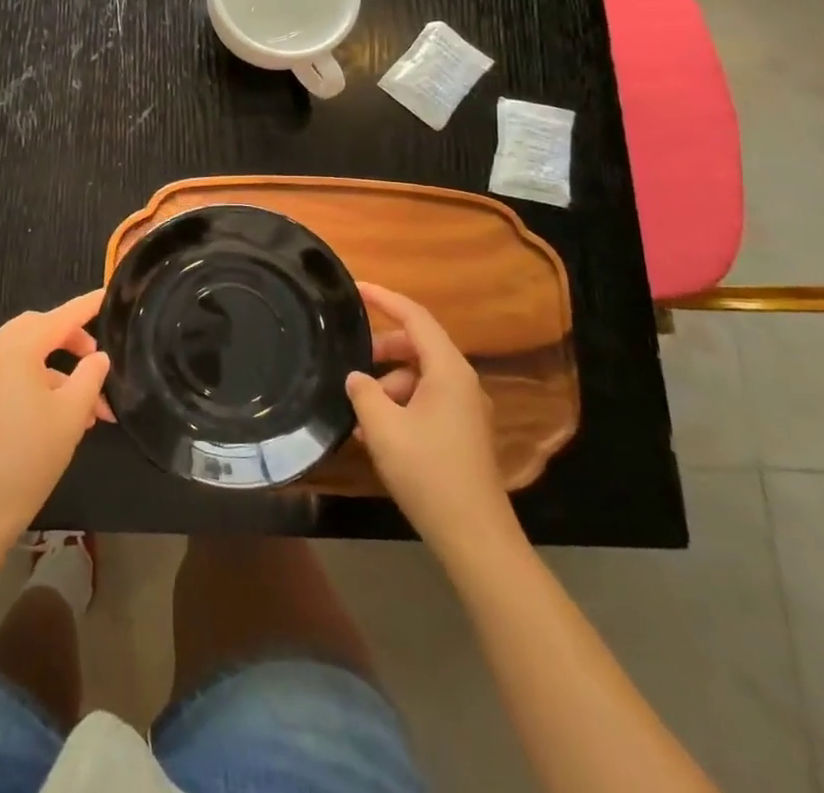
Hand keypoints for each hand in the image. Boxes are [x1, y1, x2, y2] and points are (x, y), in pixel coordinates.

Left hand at [0, 291, 110, 548]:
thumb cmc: (29, 455)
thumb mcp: (71, 413)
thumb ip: (90, 376)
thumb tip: (99, 357)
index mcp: (17, 348)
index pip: (61, 316)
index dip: (87, 306)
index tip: (109, 295)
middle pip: (40, 329)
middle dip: (72, 340)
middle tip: (99, 360)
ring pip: (29, 356)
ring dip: (61, 371)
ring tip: (92, 407)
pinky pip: (16, 375)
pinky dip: (43, 384)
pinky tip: (67, 417)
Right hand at [345, 283, 515, 547]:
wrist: (474, 536)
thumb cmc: (427, 471)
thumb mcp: (382, 427)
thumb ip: (363, 391)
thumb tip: (356, 377)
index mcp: (448, 370)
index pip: (414, 317)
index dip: (384, 298)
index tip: (355, 288)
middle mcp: (462, 382)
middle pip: (418, 346)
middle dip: (381, 349)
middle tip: (350, 360)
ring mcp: (467, 409)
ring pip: (419, 377)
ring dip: (387, 384)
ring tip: (358, 409)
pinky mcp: (463, 433)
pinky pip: (426, 401)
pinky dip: (400, 405)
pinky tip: (375, 431)